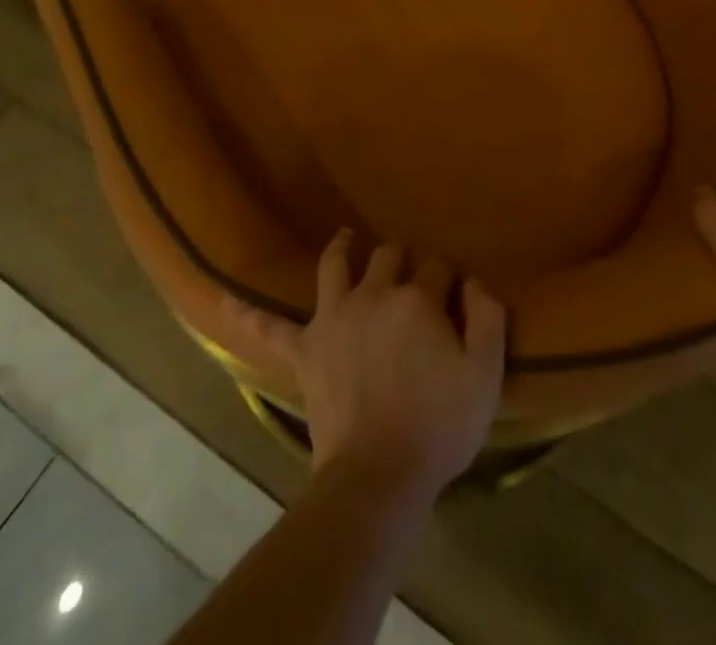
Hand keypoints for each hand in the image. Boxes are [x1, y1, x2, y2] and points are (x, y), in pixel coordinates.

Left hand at [232, 231, 506, 499]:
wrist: (378, 476)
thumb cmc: (438, 427)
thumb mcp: (485, 376)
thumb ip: (488, 318)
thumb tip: (475, 281)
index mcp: (417, 300)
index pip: (437, 268)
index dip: (447, 280)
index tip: (454, 297)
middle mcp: (374, 295)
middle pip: (389, 257)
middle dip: (403, 260)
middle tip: (410, 277)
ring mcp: (335, 318)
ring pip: (335, 266)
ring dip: (342, 249)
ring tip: (346, 238)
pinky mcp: (306, 350)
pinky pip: (273, 328)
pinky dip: (252, 314)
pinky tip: (227, 299)